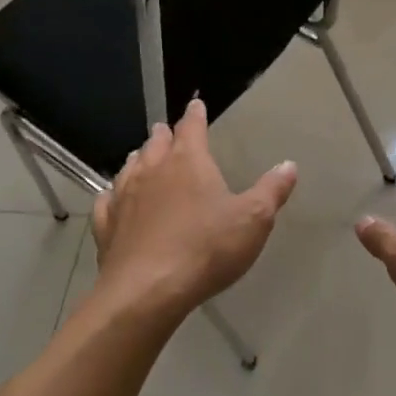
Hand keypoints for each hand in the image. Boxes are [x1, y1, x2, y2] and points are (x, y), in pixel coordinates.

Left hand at [92, 99, 297, 317]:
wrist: (147, 292)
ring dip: (139, 159)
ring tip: (142, 156)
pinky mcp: (107, 226)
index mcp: (188, 161)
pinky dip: (113, 194)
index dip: (195, 114)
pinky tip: (113, 198)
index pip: (191, 127)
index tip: (196, 104)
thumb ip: (272, 190)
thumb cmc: (206, 248)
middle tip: (167, 131)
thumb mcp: (253, 219)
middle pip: (156, 143)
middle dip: (164, 135)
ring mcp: (125, 197)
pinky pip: (108, 201)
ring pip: (130, 167)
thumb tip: (289, 165)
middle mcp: (152, 170)